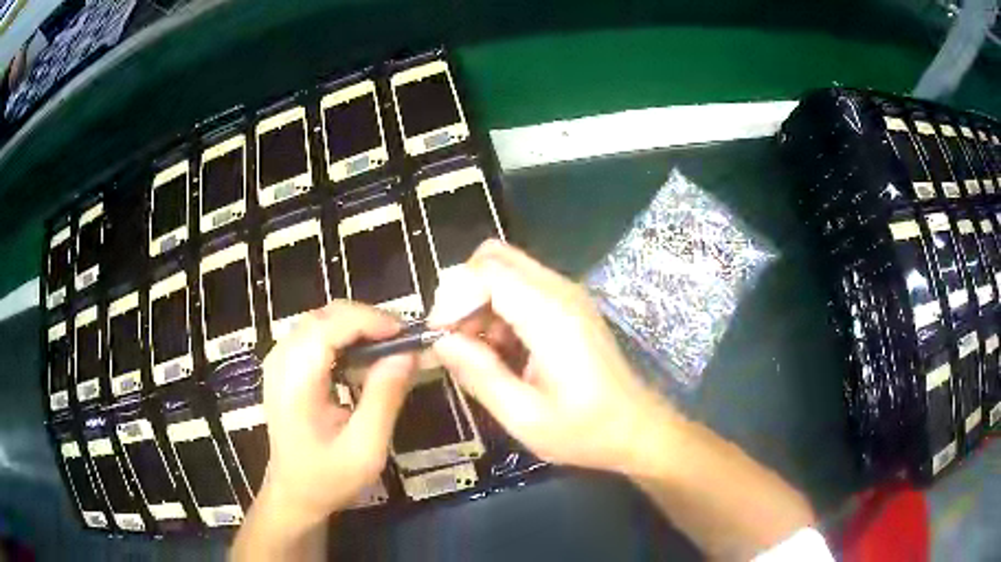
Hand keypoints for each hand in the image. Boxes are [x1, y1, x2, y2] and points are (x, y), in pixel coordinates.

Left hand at [260, 302, 415, 527]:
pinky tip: (360, 361)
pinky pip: (315, 334)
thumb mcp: (366, 448)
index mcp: (296, 381)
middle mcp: (281, 361)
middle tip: (402, 344)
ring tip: (387, 351)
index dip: (371, 321)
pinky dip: (343, 338)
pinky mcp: (284, 365)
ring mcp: (279, 360)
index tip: (407, 335)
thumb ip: (385, 398)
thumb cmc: (328, 477)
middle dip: (367, 321)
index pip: (331, 326)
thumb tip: (407, 353)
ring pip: (321, 320)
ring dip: (357, 328)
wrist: (294, 493)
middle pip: (326, 316)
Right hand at [428, 240, 678, 473]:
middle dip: (462, 292)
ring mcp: (567, 294)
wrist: (637, 429)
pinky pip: (520, 287)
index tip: (441, 338)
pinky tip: (502, 351)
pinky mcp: (569, 305)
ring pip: (505, 270)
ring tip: (479, 353)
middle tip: (455, 338)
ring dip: (479, 302)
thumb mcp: (524, 416)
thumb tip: (441, 342)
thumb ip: (479, 374)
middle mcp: (560, 291)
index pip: (486, 271)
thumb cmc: (585, 430)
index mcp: (550, 314)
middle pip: (494, 257)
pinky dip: (498, 308)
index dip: (453, 297)